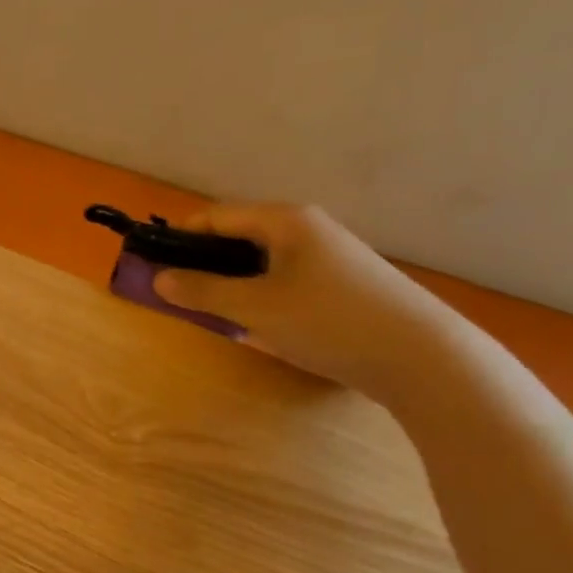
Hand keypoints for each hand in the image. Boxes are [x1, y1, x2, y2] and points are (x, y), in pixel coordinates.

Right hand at [154, 203, 458, 402]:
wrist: (420, 355)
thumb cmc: (327, 321)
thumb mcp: (255, 308)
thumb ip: (203, 292)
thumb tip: (159, 278)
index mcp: (285, 221)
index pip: (217, 217)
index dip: (180, 236)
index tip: (151, 263)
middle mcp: (308, 229)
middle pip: (240, 237)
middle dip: (205, 264)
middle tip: (180, 296)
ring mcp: (330, 257)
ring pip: (263, 263)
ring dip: (233, 284)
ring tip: (215, 315)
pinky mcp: (344, 285)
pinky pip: (286, 282)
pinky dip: (262, 297)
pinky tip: (261, 327)